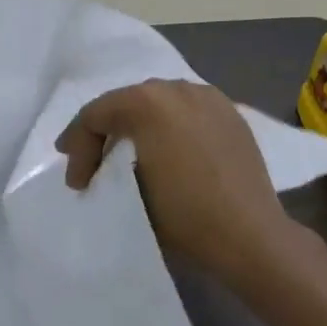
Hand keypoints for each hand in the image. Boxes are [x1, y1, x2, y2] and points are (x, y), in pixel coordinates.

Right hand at [56, 79, 297, 290]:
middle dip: (104, 131)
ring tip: (127, 153)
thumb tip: (104, 164)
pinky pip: (186, 111)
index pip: (95, 114)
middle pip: (125, 102)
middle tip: (90, 161)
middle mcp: (177, 88)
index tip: (75, 181)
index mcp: (147, 102)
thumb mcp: (129, 189)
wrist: (251, 237)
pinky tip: (166, 149)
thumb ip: (108, 164)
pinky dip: (168, 126)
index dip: (77, 145)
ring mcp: (208, 97)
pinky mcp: (230, 113)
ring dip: (136, 125)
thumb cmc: (184, 215)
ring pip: (157, 102)